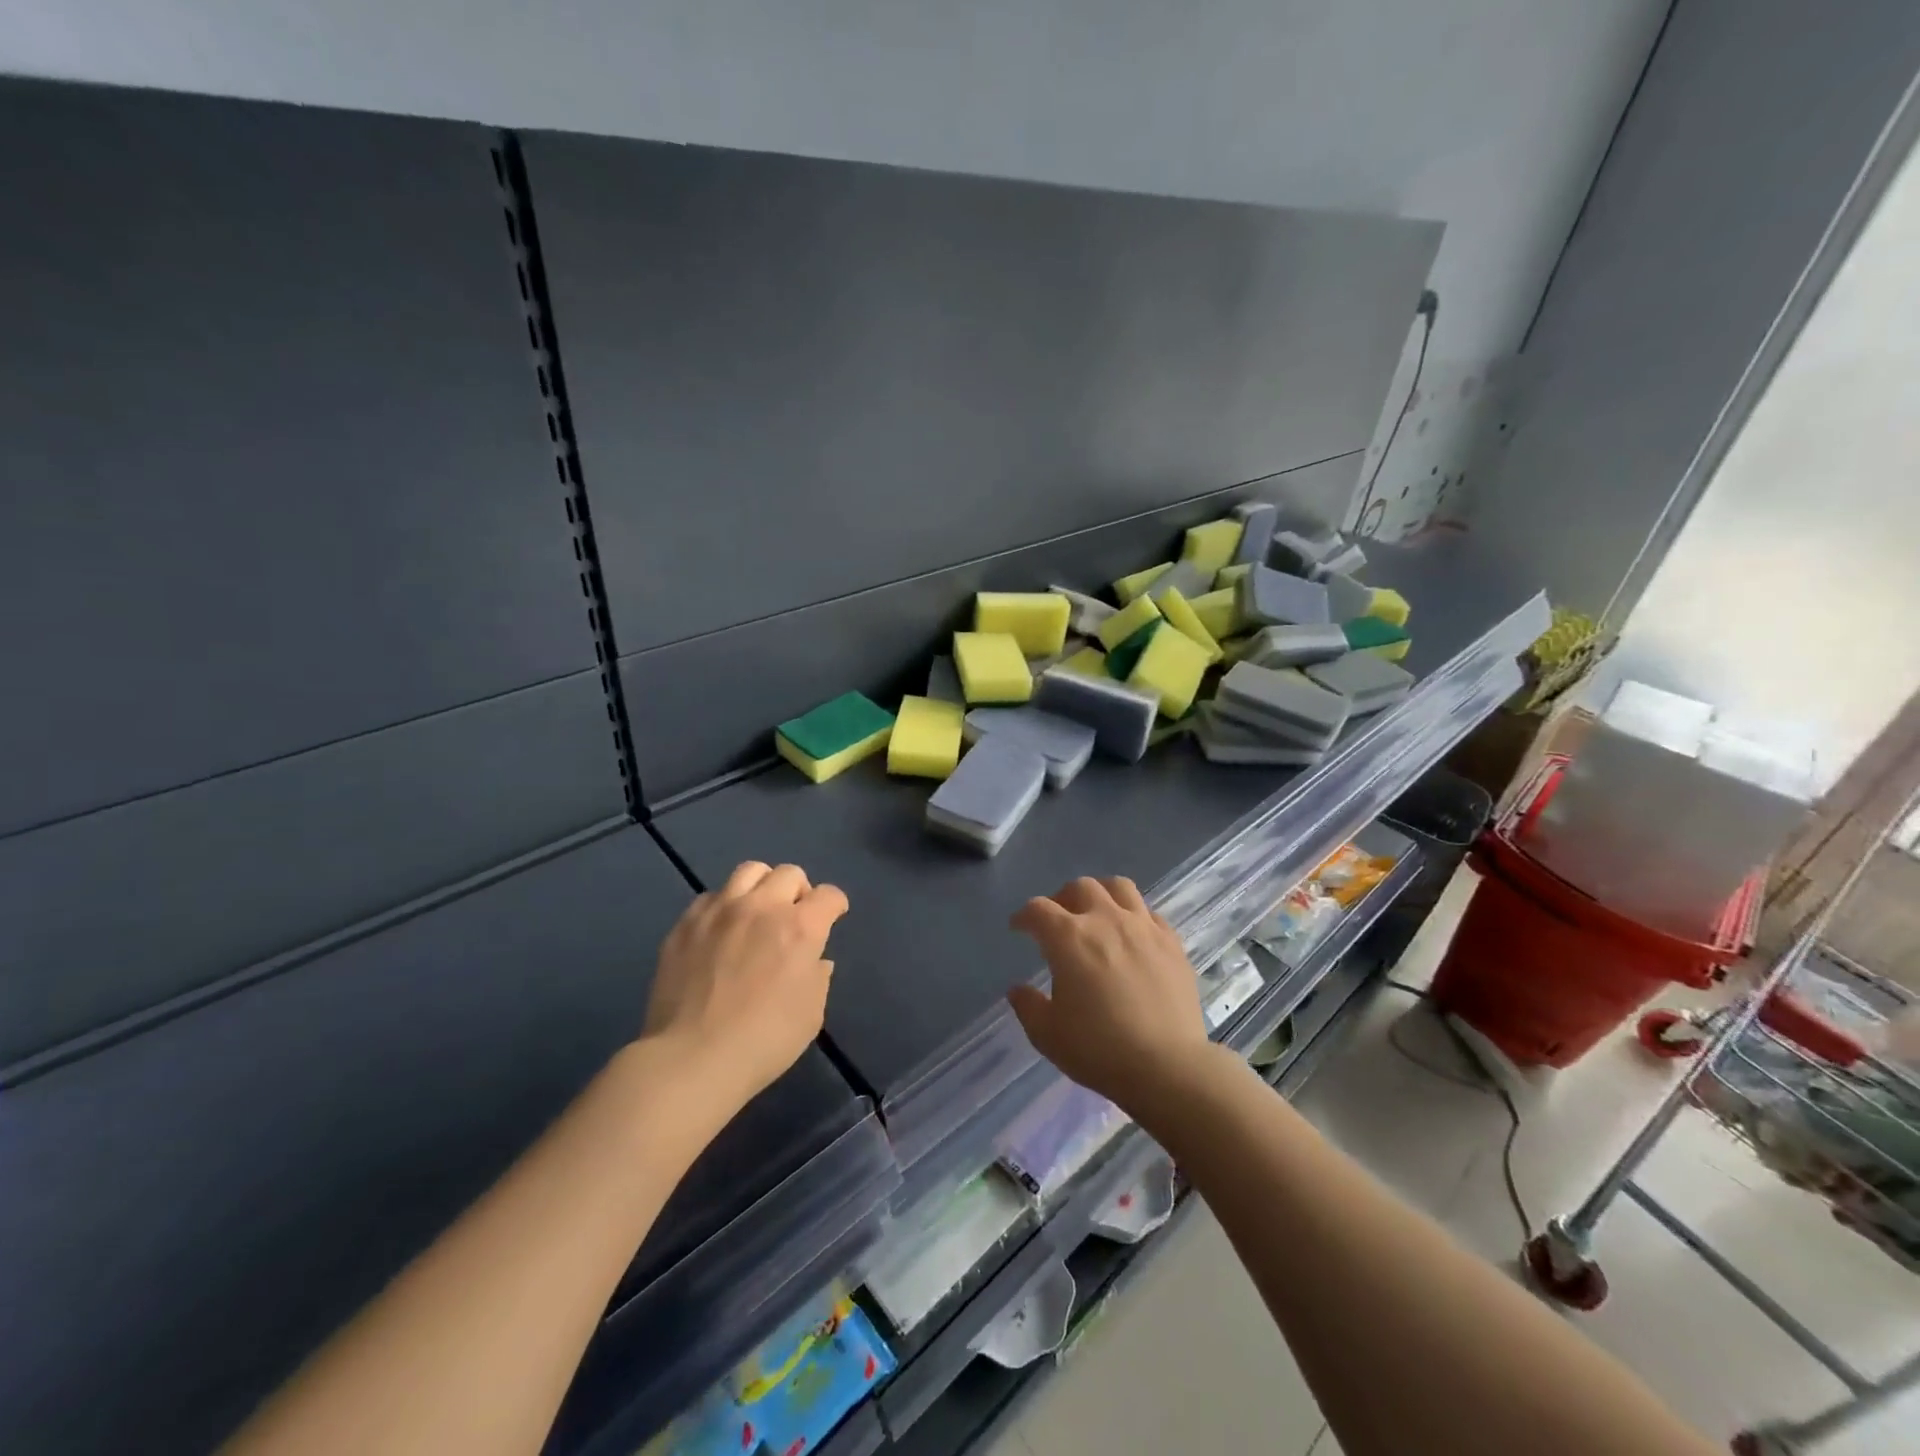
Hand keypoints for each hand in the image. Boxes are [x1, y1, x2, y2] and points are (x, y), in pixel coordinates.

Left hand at [644, 862, 847, 1111]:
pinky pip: (711, 896)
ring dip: (762, 886)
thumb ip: (818, 977)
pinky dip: (724, 906)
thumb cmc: (763, 1041)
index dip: (835, 905)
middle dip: (800, 890)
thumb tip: (815, 959)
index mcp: (801, 927)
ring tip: (758, 911)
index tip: (833, 917)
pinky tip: (721, 931)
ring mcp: (720, 910)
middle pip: (790, 873)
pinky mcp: (686, 923)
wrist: (691, 1059)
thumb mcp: (811, 1014)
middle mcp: (762, 907)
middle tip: (794, 916)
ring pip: (749, 871)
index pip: (829, 895)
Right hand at [1006, 876, 1213, 1117]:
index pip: (1038, 909)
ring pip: (1119, 887)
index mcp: (1069, 938)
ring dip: (1101, 894)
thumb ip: (1028, 1006)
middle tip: (1059, 920)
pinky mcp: (1172, 942)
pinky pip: (1150, 913)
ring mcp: (1143, 927)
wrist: (1168, 1066)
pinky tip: (1133, 936)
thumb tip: (1018, 989)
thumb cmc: (1099, 1050)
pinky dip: (1135, 916)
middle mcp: (1106, 919)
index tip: (1019, 928)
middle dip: (1062, 898)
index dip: (1024, 916)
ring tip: (1097, 913)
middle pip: (1080, 887)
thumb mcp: (1048, 1035)